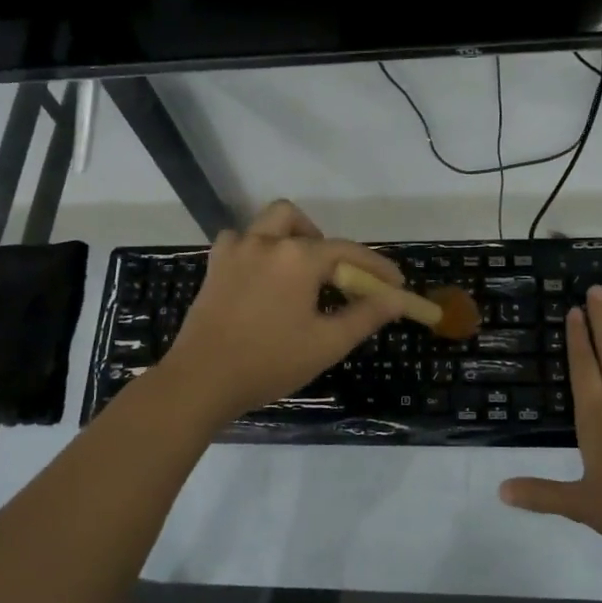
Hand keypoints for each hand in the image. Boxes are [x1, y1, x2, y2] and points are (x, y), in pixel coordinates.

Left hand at [158, 200, 408, 422]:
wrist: (202, 380)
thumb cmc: (270, 362)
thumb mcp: (327, 343)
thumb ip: (366, 315)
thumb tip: (399, 298)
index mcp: (297, 257)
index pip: (347, 251)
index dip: (375, 267)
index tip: (396, 284)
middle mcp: (265, 242)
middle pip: (300, 222)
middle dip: (323, 243)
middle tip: (333, 277)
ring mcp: (235, 251)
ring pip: (267, 224)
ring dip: (288, 238)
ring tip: (298, 275)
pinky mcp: (214, 267)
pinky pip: (240, 241)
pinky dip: (257, 250)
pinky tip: (263, 279)